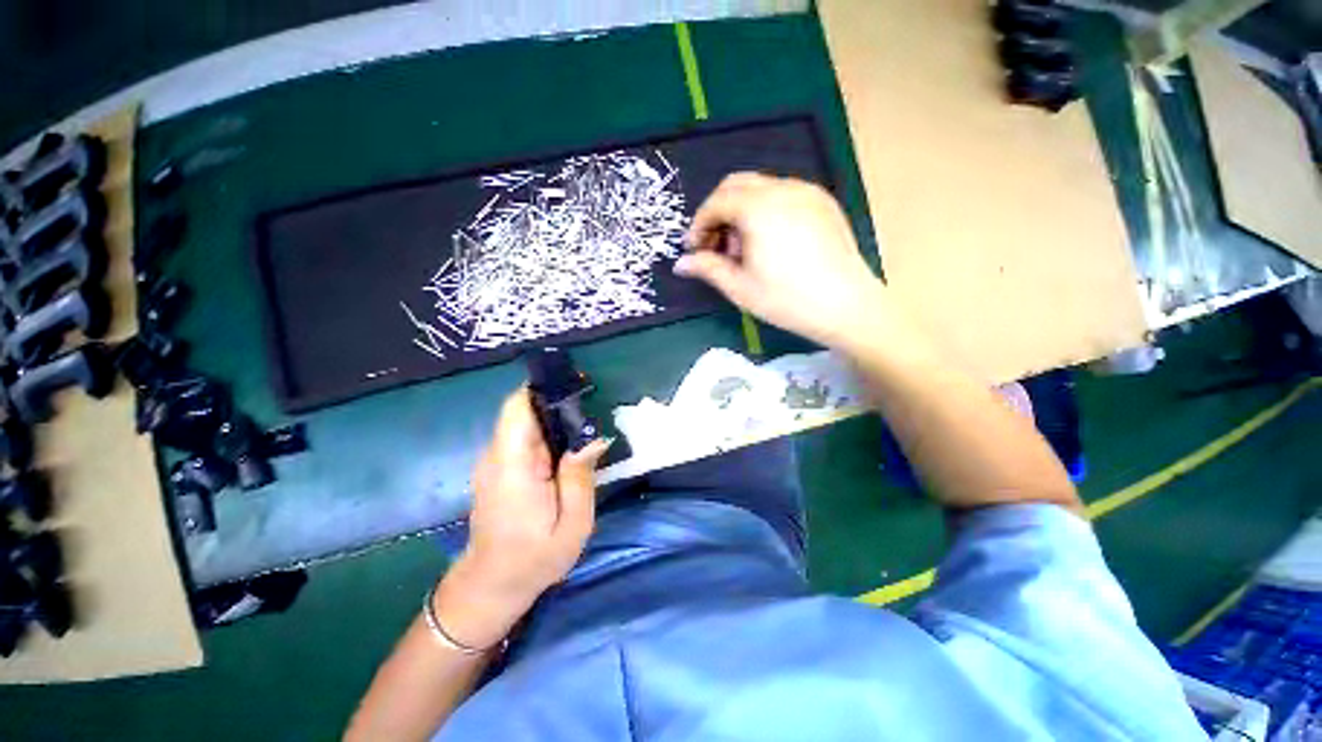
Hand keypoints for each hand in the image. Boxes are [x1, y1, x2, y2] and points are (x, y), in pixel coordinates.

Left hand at [435, 389, 608, 648]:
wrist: (493, 585)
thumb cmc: (535, 559)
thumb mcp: (573, 524)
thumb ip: (580, 477)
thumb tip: (593, 437)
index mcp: (512, 466)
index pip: (517, 408)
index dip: (544, 390)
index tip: (577, 386)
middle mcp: (496, 456)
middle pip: (523, 411)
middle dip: (558, 404)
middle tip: (593, 408)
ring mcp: (493, 461)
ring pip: (524, 423)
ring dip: (554, 419)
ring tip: (586, 427)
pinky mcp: (498, 468)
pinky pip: (523, 438)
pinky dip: (546, 434)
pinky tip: (567, 448)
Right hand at [674, 173, 884, 348]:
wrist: (846, 306)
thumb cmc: (786, 300)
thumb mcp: (740, 287)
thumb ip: (707, 268)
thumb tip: (680, 264)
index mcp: (759, 207)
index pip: (717, 202)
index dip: (699, 225)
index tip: (694, 249)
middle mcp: (783, 188)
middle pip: (737, 185)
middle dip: (718, 212)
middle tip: (715, 245)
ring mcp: (807, 192)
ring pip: (760, 188)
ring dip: (741, 211)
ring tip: (743, 249)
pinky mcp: (823, 202)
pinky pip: (783, 195)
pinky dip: (765, 211)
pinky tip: (769, 242)